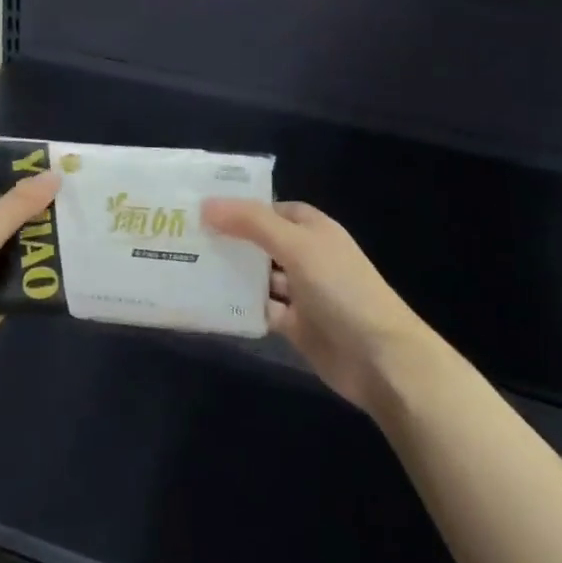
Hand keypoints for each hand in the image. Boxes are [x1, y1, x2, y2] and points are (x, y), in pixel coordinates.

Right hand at [202, 199, 439, 412]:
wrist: (379, 357)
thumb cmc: (341, 289)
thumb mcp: (297, 247)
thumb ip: (252, 223)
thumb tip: (206, 205)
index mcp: (313, 229)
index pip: (270, 209)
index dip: (239, 206)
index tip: (199, 207)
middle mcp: (306, 256)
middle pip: (260, 242)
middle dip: (228, 239)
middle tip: (182, 237)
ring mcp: (301, 292)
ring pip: (257, 277)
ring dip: (229, 274)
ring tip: (186, 267)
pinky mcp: (294, 325)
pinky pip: (259, 310)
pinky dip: (239, 307)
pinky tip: (207, 303)